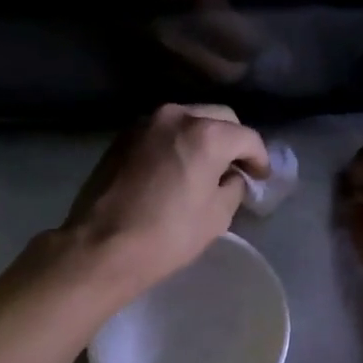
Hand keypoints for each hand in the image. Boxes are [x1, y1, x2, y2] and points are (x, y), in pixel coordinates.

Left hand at [62, 104, 268, 299]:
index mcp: (206, 134)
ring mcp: (146, 122)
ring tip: (207, 165)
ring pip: (189, 118)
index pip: (247, 137)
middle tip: (237, 167)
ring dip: (204, 136)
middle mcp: (177, 116)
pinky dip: (177, 140)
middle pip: (219, 117)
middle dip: (233, 140)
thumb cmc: (167, 235)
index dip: (260, 158)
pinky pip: (163, 130)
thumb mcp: (216, 216)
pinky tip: (177, 165)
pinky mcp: (124, 135)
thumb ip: (233, 187)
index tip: (261, 177)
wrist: (101, 246)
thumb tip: (232, 176)